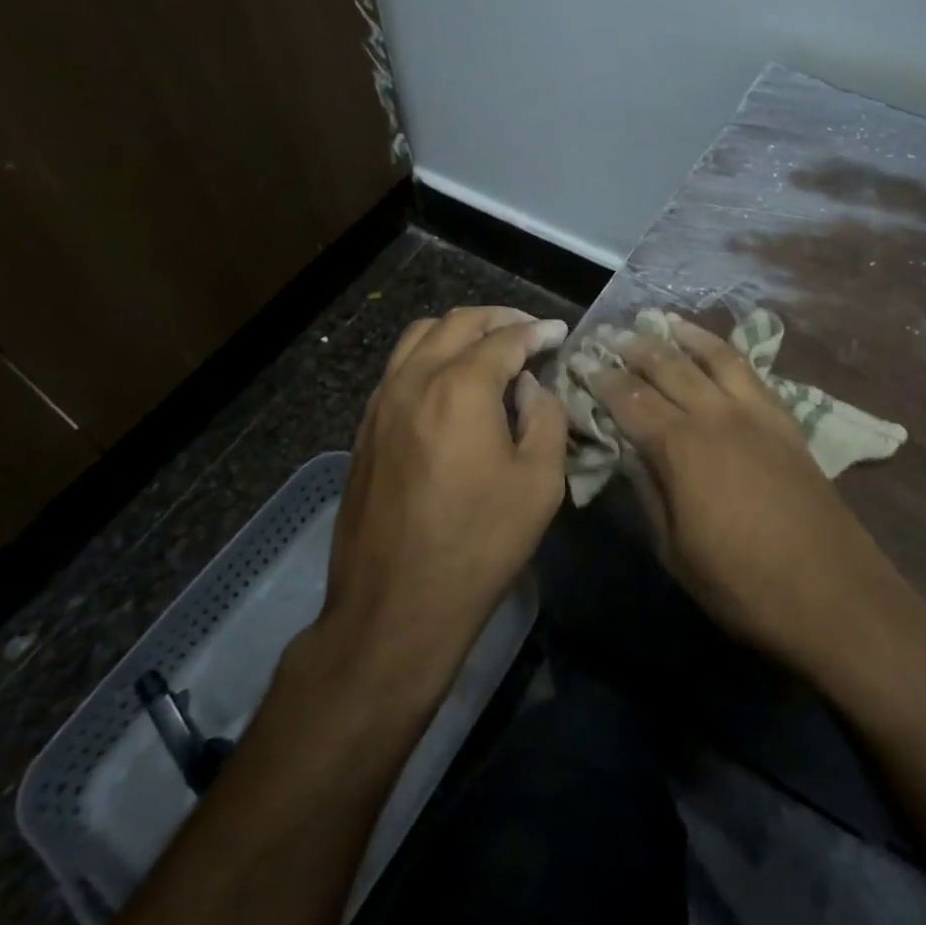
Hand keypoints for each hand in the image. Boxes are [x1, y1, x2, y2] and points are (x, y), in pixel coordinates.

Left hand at [319, 306, 569, 695]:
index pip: (505, 339)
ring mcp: (382, 402)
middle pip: (457, 323)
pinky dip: (430, 354)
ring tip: (488, 345)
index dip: (538, 331)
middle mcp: (414, 380)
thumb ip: (545, 418)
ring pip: (419, 337)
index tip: (559, 332)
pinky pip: (399, 367)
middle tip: (528, 330)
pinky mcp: (365, 428)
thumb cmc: (479, 544)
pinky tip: (450, 380)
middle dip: (498, 318)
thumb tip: (530, 386)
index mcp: (461, 387)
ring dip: (458, 330)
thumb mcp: (539, 482)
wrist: (396, 605)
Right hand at [581, 317, 911, 679]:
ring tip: (660, 321)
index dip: (602, 379)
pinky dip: (726, 352)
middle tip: (609, 335)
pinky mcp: (785, 421)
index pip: (629, 399)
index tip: (581, 362)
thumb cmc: (742, 584)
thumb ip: (648, 491)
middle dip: (633, 348)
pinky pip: (751, 372)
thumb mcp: (674, 549)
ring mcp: (756, 413)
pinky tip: (716, 350)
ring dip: (683, 336)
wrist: (833, 594)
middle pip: (668, 367)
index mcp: (681, 447)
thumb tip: (629, 452)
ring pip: (714, 357)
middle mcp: (716, 415)